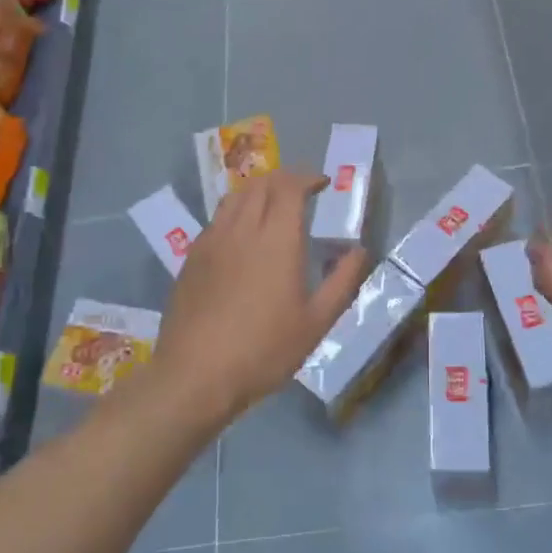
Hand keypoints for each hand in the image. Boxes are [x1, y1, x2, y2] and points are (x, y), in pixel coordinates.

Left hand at [154, 169, 369, 422]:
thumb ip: (342, 281)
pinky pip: (217, 219)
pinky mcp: (192, 258)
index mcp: (277, 240)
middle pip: (261, 184)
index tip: (322, 184)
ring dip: (258, 191)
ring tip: (272, 206)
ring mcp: (212, 241)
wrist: (195, 375)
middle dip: (285, 179)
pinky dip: (236, 212)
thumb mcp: (316, 323)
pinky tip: (242, 236)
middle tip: (302, 191)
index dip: (307, 177)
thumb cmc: (264, 350)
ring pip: (235, 197)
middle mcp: (242, 229)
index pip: (290, 186)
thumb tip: (359, 251)